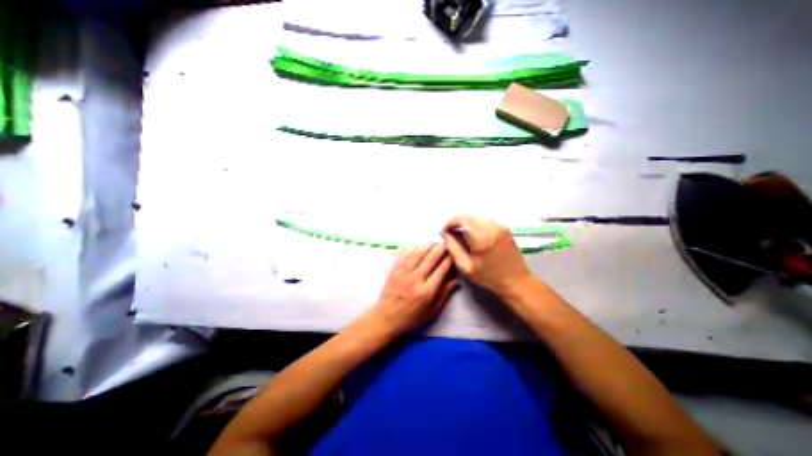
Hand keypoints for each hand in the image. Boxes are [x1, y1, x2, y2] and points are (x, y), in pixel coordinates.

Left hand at [368, 245, 456, 335]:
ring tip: (433, 242)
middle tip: (445, 243)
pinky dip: (412, 249)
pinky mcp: (394, 271)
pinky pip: (404, 256)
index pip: (441, 271)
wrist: (387, 318)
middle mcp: (415, 280)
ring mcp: (403, 274)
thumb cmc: (412, 317)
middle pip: (430, 259)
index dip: (448, 260)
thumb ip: (444, 295)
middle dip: (440, 249)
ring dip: (426, 246)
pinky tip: (418, 246)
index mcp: (426, 291)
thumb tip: (456, 281)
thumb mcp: (431, 311)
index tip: (453, 254)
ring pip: (417, 255)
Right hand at [444, 216, 534, 294]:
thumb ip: (454, 248)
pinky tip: (472, 234)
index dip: (450, 223)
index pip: (461, 219)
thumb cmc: (489, 277)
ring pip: (477, 216)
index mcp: (481, 237)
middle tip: (450, 232)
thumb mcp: (466, 267)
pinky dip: (475, 223)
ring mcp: (500, 226)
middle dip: (457, 221)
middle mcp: (491, 227)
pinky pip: (485, 220)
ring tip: (460, 233)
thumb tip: (446, 235)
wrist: (516, 281)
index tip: (445, 231)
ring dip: (466, 222)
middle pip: (469, 215)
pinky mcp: (504, 228)